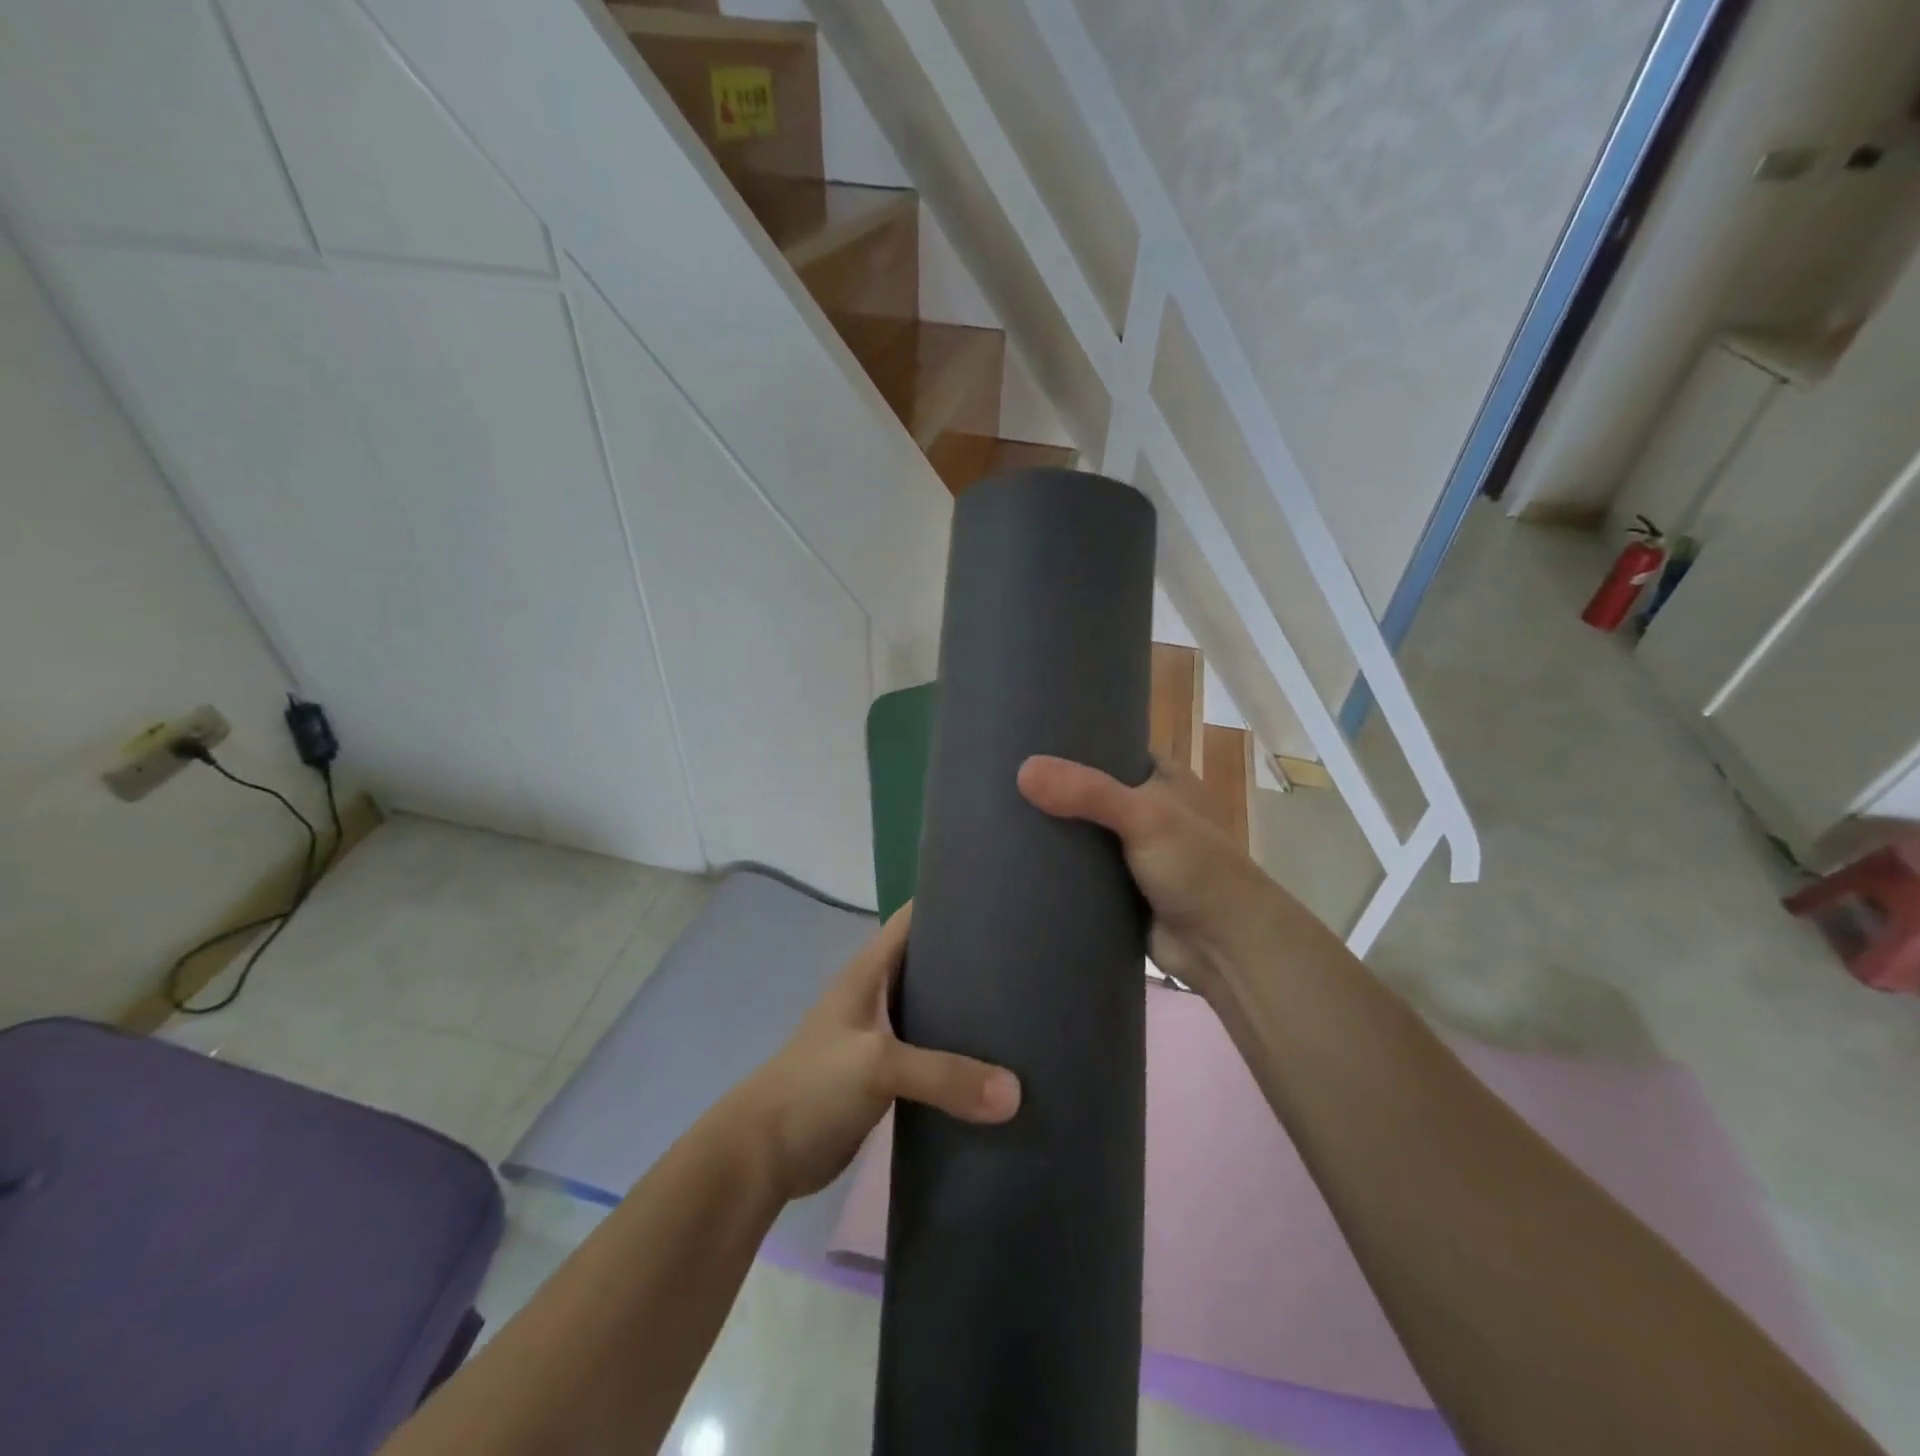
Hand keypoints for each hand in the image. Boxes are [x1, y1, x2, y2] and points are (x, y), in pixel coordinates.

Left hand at [723, 904, 1020, 1200]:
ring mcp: (880, 1037)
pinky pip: (930, 1055)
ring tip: (1020, 1008)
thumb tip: (1016, 1094)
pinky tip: (994, 1064)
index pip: (912, 919)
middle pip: (929, 964)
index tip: (997, 899)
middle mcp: (876, 996)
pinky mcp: (885, 1077)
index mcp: (868, 972)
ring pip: (932, 1011)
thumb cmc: (813, 1086)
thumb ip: (944, 1074)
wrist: (764, 1155)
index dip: (947, 901)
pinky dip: (957, 1056)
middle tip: (1024, 958)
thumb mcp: (877, 1065)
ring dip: (966, 1012)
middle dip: (969, 959)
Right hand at [1018, 754, 1280, 994]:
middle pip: (1088, 792)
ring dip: (1050, 831)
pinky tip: (1014, 859)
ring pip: (1080, 833)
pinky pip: (1077, 872)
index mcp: (1163, 779)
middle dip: (1052, 789)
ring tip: (993, 814)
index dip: (1073, 742)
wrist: (1224, 947)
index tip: (1026, 737)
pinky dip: (1054, 869)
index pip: (1111, 747)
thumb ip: (1088, 793)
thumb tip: (1023, 771)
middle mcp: (1145, 811)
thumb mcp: (1145, 817)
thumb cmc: (1197, 867)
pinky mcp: (1117, 890)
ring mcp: (1130, 852)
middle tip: (998, 777)